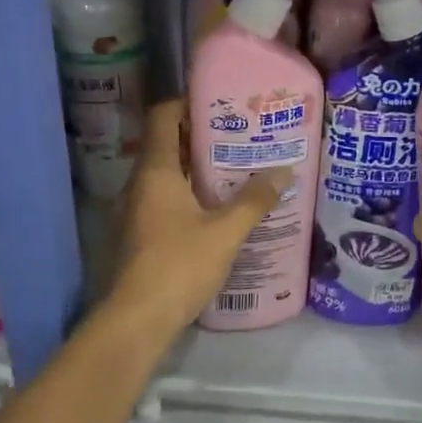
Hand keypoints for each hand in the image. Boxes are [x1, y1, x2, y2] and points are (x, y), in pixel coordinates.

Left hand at [107, 100, 292, 340]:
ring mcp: (136, 211)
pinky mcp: (141, 234)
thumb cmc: (179, 265)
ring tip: (238, 167)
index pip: (162, 118)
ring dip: (198, 168)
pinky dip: (191, 194)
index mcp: (155, 172)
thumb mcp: (226, 232)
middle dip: (202, 136)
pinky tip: (220, 207)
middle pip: (167, 145)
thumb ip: (255, 200)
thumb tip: (284, 171)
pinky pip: (167, 199)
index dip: (187, 102)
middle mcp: (140, 185)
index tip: (220, 100)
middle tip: (242, 134)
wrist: (136, 322)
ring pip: (168, 175)